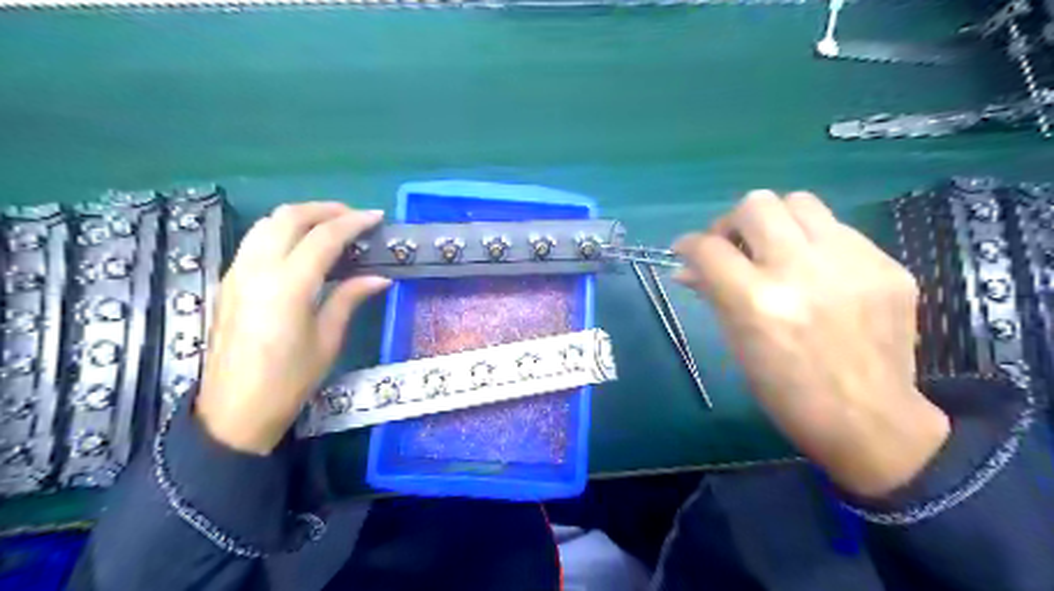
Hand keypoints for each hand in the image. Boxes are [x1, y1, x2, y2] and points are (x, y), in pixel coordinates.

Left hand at [195, 206, 387, 454]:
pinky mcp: (228, 282)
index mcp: (288, 286)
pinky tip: (301, 246)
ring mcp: (237, 273)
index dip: (353, 222)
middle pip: (288, 217)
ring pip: (266, 224)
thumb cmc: (289, 381)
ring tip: (330, 225)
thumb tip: (379, 277)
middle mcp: (257, 269)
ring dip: (301, 216)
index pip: (324, 237)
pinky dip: (282, 231)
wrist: (233, 411)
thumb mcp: (327, 340)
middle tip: (354, 216)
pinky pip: (255, 240)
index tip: (377, 217)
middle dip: (325, 209)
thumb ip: (350, 298)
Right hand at [671, 193, 952, 496]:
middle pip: (756, 205)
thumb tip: (687, 268)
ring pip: (799, 202)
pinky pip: (838, 229)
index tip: (687, 251)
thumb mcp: (737, 344)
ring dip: (775, 221)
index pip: (708, 248)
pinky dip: (814, 243)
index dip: (688, 245)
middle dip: (732, 223)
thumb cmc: (786, 391)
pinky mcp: (887, 265)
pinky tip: (817, 272)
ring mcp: (851, 263)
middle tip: (734, 247)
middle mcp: (802, 271)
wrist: (870, 420)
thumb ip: (712, 294)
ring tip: (775, 249)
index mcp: (757, 302)